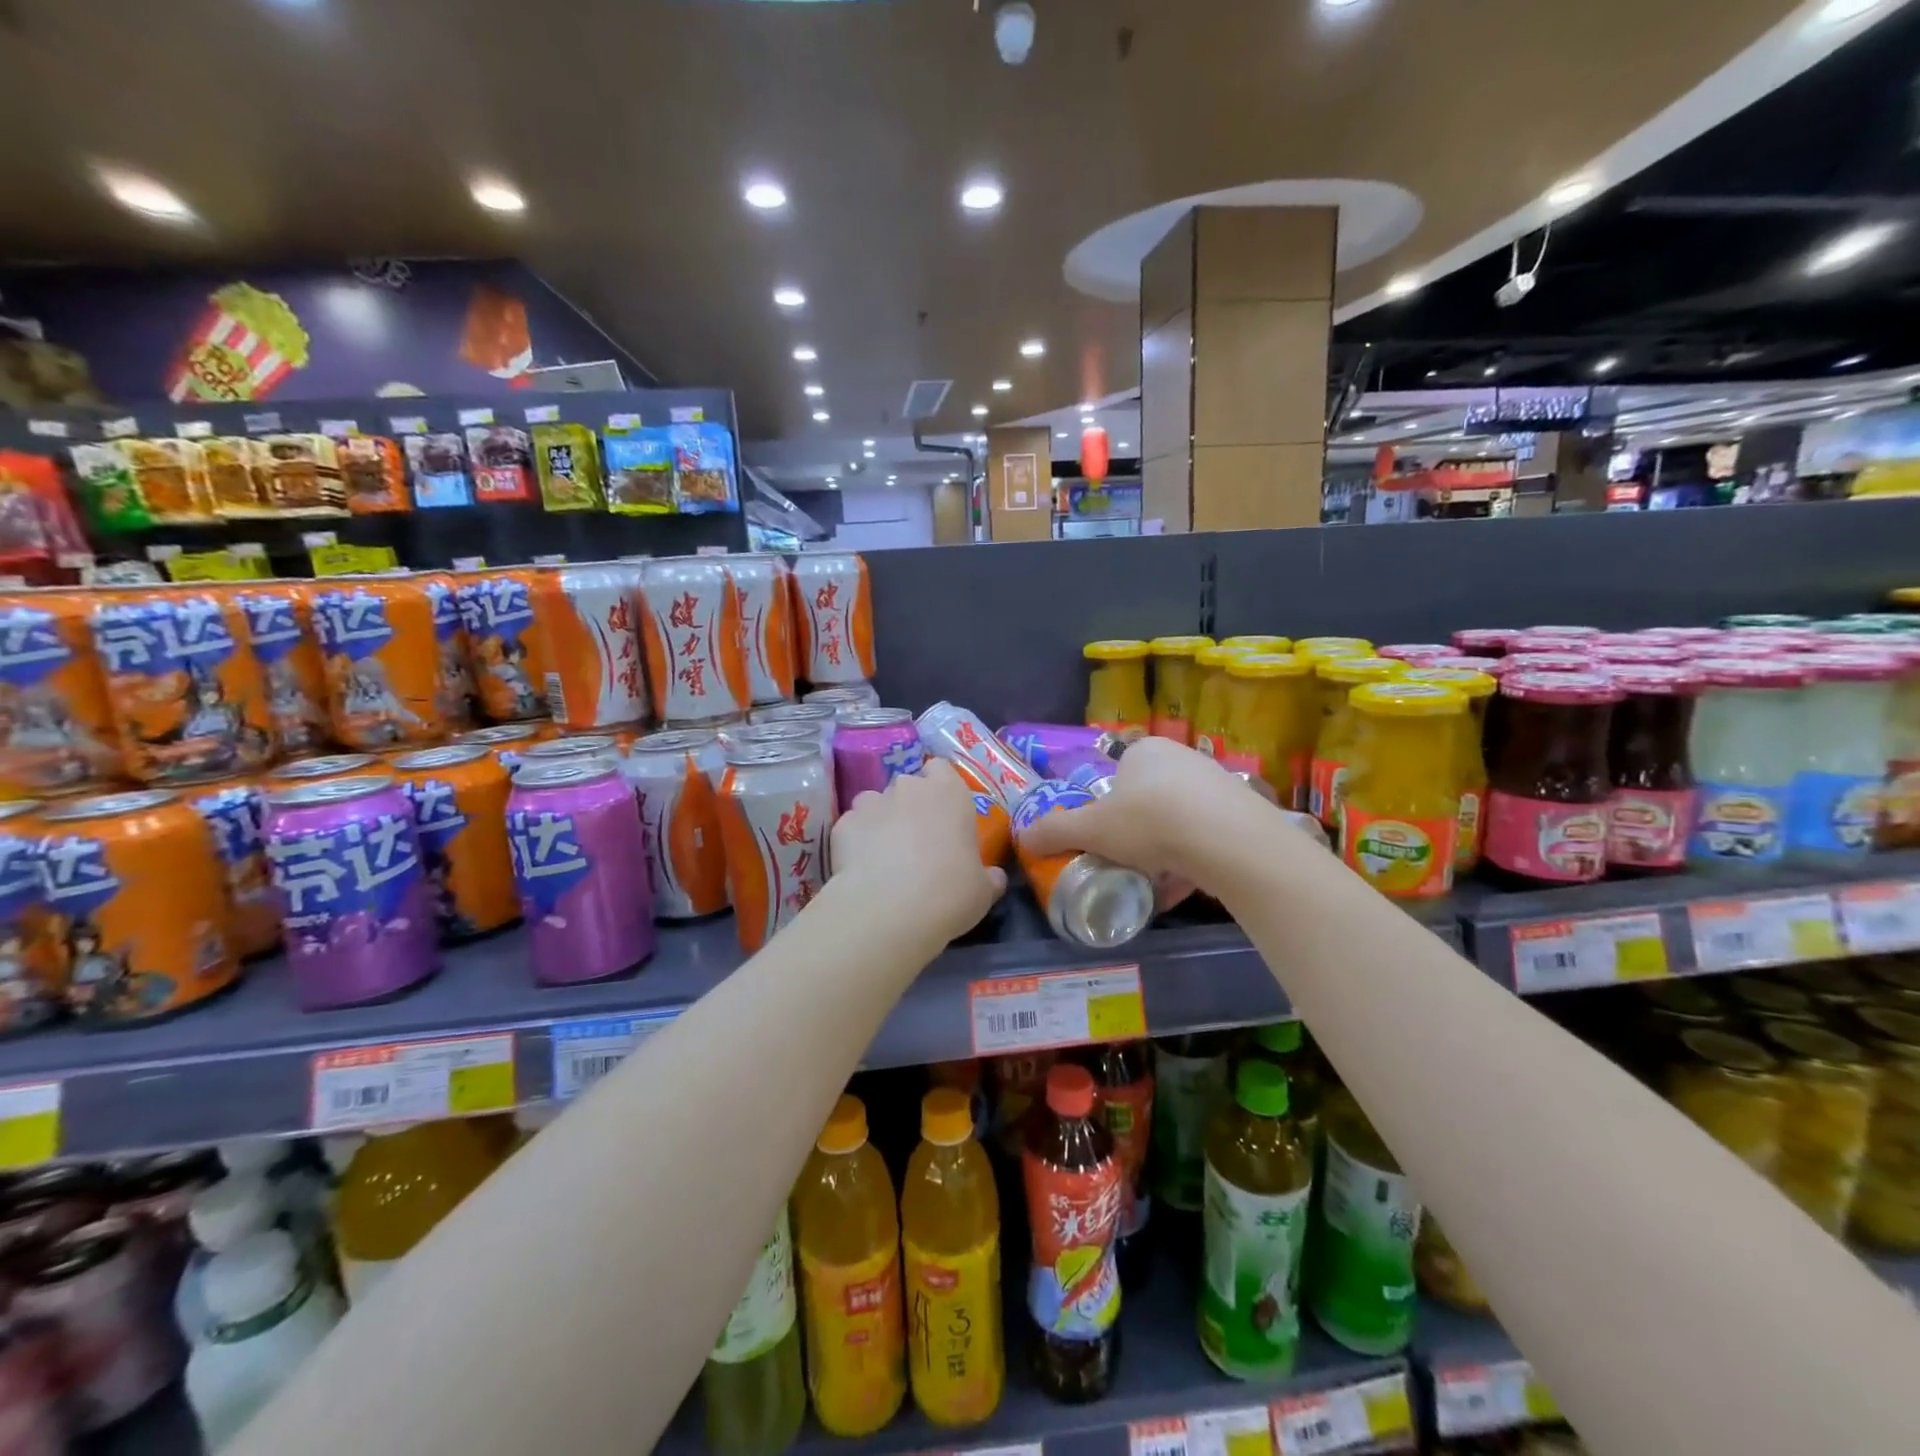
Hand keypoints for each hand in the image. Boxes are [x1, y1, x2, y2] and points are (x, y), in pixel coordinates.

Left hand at [831, 759, 1005, 941]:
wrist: (890, 908)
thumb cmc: (950, 892)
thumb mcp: (983, 891)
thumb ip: (989, 877)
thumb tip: (994, 877)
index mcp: (949, 793)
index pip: (941, 769)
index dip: (940, 787)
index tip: (942, 814)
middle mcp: (909, 788)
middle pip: (907, 787)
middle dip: (908, 807)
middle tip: (915, 842)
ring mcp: (872, 802)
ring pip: (875, 803)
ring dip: (879, 821)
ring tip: (883, 855)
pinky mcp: (843, 824)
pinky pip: (852, 827)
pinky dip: (855, 842)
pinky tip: (860, 869)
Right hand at [1017, 736, 1293, 891]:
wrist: (1227, 840)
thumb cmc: (1149, 821)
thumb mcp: (1091, 829)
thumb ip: (1055, 831)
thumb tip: (1022, 838)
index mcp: (1145, 751)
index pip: (1117, 778)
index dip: (1106, 811)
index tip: (1104, 840)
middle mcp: (1182, 758)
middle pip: (1148, 801)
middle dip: (1136, 835)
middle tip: (1126, 862)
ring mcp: (1217, 784)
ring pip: (1178, 822)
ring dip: (1164, 851)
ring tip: (1153, 881)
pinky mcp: (1242, 814)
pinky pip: (1206, 838)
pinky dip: (1191, 861)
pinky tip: (1182, 887)